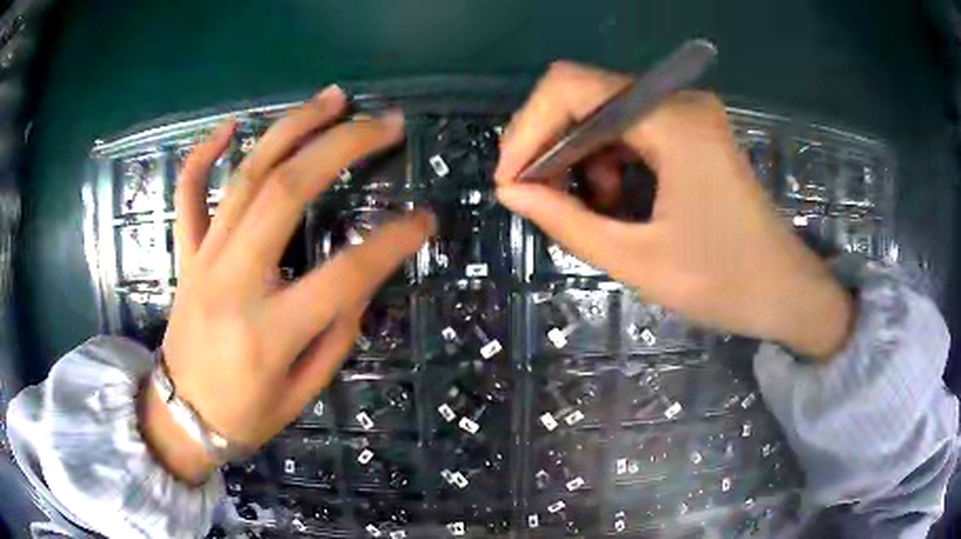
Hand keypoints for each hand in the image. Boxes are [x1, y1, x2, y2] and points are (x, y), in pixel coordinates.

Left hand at [139, 86, 431, 483]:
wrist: (183, 417)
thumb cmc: (246, 414)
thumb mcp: (304, 390)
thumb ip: (337, 332)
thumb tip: (363, 277)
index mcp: (269, 332)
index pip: (345, 273)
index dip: (393, 241)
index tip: (426, 220)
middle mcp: (233, 283)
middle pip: (286, 192)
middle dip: (342, 145)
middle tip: (385, 123)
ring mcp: (204, 261)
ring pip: (246, 177)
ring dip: (292, 128)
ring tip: (334, 98)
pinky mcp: (186, 255)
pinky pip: (188, 194)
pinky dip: (204, 154)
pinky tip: (230, 126)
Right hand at [495, 62, 852, 360]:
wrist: (786, 291)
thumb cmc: (724, 283)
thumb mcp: (637, 260)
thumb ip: (566, 221)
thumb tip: (510, 191)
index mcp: (673, 122)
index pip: (572, 87)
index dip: (528, 127)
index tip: (512, 180)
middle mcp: (678, 102)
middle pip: (584, 94)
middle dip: (548, 142)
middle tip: (533, 193)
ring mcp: (688, 113)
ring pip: (603, 111)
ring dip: (577, 153)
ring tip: (581, 204)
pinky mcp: (692, 130)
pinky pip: (628, 127)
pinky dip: (605, 157)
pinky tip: (611, 196)